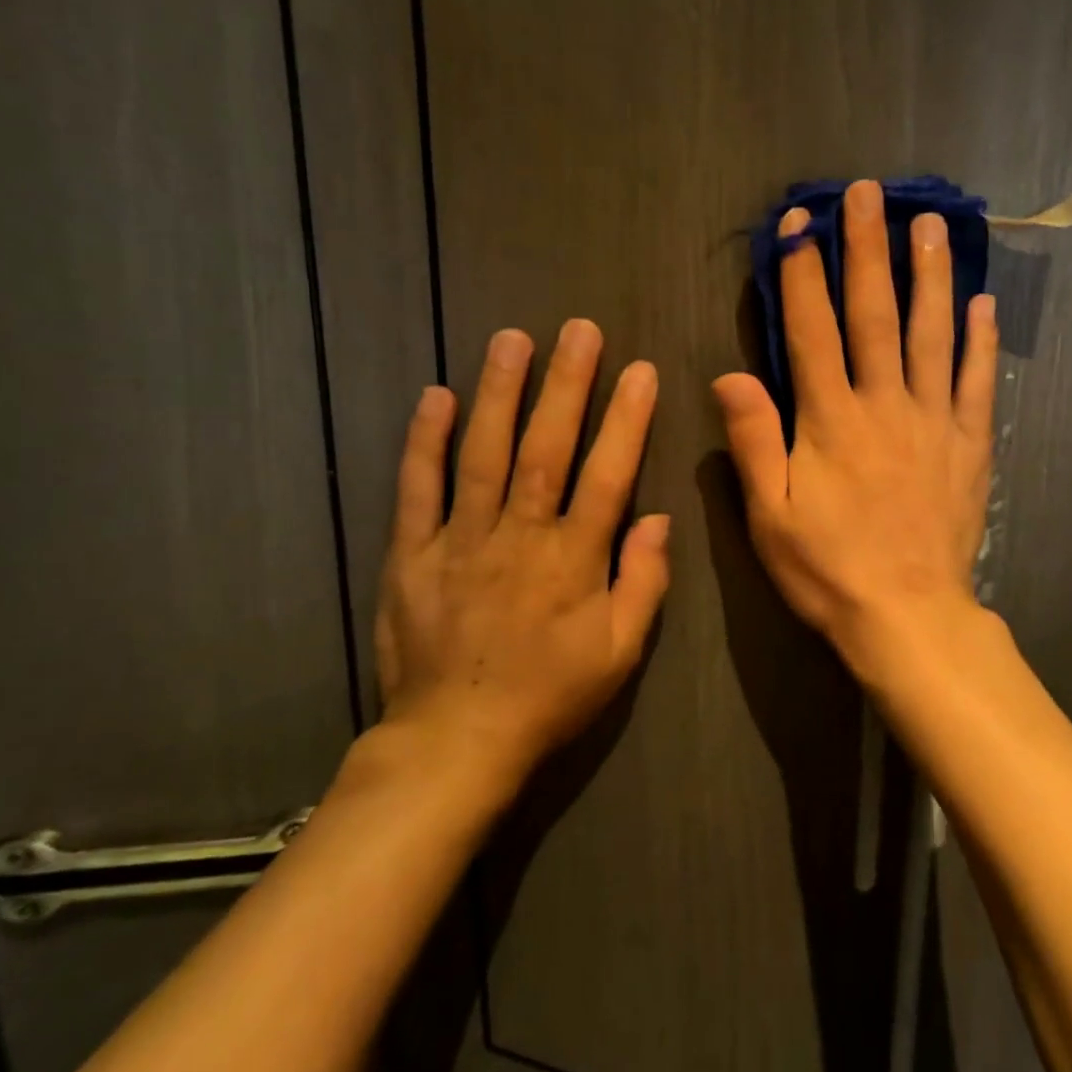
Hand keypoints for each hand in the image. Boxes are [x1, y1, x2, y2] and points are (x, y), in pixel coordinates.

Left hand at [373, 319, 669, 796]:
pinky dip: (424, 442)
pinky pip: (417, 490)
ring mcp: (461, 541)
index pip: (608, 475)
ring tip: (511, 340)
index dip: (627, 420)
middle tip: (579, 330)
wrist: (456, 741)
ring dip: (499, 393)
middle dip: (566, 385)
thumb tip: (659, 520)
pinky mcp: (413, 554)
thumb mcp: (620, 653)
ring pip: (482, 454)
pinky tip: (434, 396)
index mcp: (574, 560)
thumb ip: (644, 583)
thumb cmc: (550, 696)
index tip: (639, 372)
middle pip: (546, 448)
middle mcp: (520, 536)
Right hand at [713, 179, 997, 667]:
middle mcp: (884, 405)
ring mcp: (933, 421)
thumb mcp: (770, 516)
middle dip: (868, 250)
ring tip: (930, 224)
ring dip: (930, 276)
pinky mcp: (969, 445)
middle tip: (870, 193)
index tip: (799, 223)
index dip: (803, 274)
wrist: (908, 617)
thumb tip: (730, 374)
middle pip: (876, 314)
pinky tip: (981, 303)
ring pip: (932, 334)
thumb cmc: (828, 570)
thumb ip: (753, 442)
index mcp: (830, 420)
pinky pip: (976, 382)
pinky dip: (979, 341)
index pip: (813, 330)